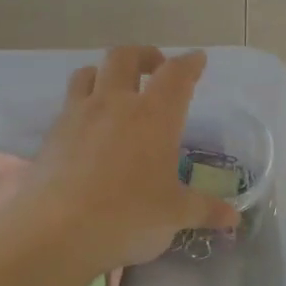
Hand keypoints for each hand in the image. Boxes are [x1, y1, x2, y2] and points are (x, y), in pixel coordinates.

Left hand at [25, 47, 240, 271]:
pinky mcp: (52, 134)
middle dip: (143, 55)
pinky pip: (69, 104)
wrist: (57, 230)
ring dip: (105, 73)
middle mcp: (115, 104)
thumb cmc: (128, 216)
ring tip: (115, 89)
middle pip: (125, 57)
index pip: (176, 75)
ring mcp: (78, 115)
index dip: (189, 64)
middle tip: (155, 67)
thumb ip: (204, 210)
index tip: (197, 60)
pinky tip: (88, 128)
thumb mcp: (174, 215)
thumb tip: (233, 218)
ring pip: (88, 72)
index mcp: (154, 116)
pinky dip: (82, 104)